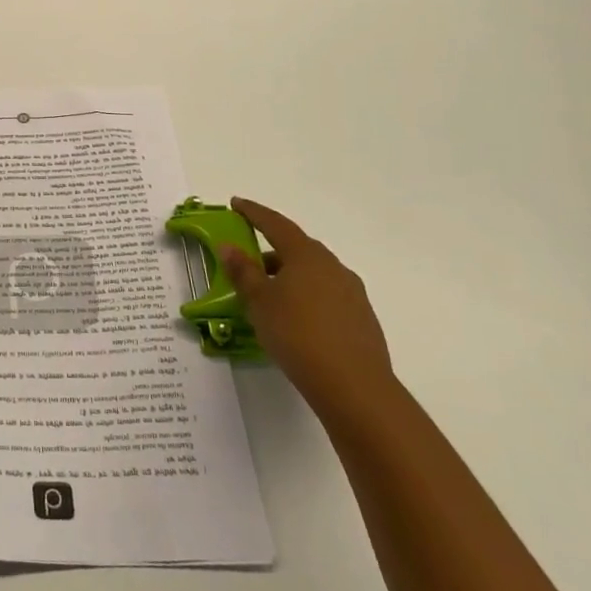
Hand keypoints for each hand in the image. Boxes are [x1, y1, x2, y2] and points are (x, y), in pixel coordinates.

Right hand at [219, 198, 394, 422]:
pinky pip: (326, 296)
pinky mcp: (362, 318)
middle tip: (248, 260)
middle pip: (297, 249)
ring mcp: (352, 292)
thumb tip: (229, 246)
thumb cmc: (297, 334)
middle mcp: (332, 266)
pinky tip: (295, 319)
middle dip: (271, 250)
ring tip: (268, 295)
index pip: (275, 224)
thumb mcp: (259, 302)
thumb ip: (243, 271)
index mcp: (306, 255)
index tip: (236, 204)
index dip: (253, 213)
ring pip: (313, 274)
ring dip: (289, 276)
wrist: (354, 386)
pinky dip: (306, 297)